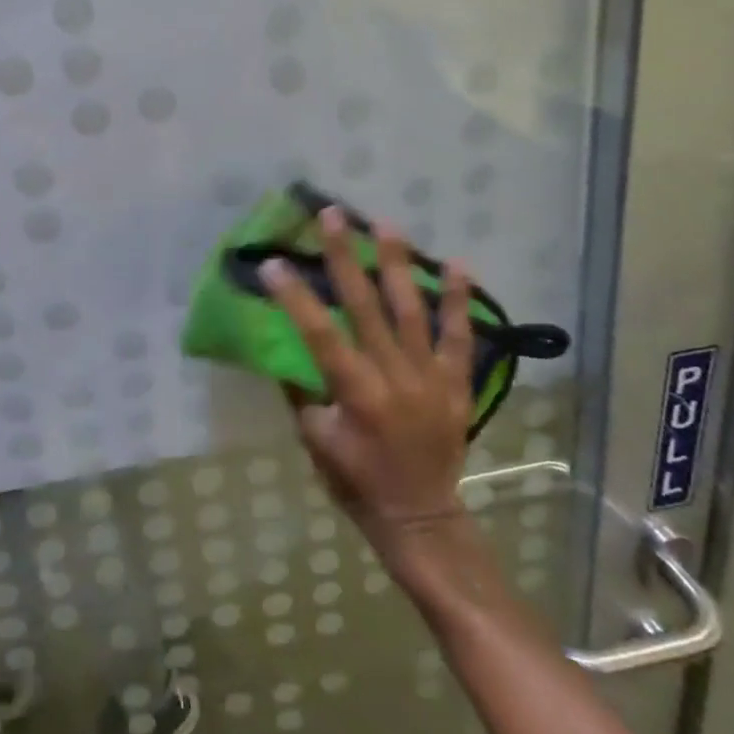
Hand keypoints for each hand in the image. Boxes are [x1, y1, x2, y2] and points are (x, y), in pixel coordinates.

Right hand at [262, 207, 474, 569]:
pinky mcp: (456, 383)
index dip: (295, 297)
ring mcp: (430, 377)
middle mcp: (394, 376)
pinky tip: (457, 265)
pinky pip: (459, 337)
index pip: (319, 334)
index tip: (273, 262)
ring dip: (397, 264)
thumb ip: (302, 391)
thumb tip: (287, 348)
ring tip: (385, 223)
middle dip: (345, 257)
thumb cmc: (358, 483)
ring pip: (411, 310)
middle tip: (333, 215)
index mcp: (356, 393)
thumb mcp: (315, 442)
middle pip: (366, 307)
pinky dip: (457, 301)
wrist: (422, 519)